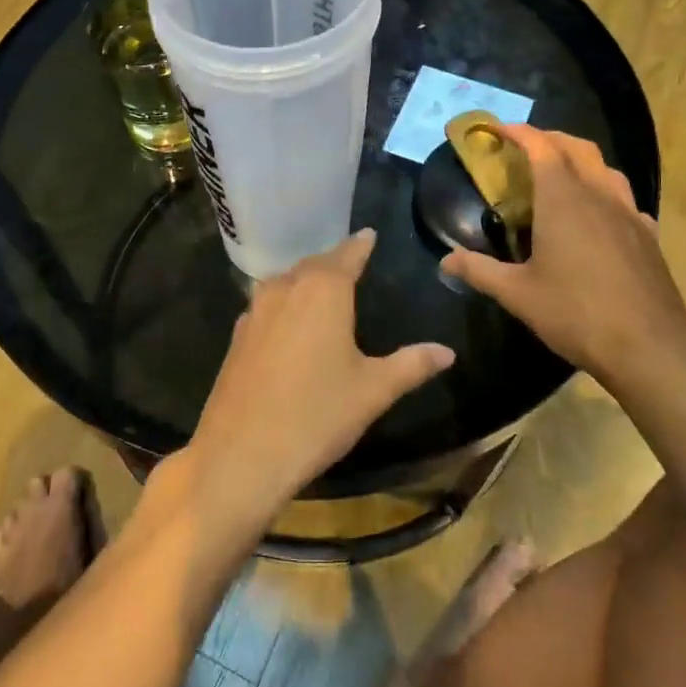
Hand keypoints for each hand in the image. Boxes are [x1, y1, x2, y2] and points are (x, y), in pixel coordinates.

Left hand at [186, 230, 453, 538]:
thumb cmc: (317, 414)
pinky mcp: (238, 335)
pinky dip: (284, 302)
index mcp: (323, 290)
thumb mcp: (373, 391)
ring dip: (305, 279)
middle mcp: (286, 288)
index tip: (369, 234)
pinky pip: (267, 304)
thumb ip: (411, 365)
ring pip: (285, 281)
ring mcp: (256, 310)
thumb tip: (447, 352)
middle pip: (313, 264)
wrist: (242, 453)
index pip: (347, 255)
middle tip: (351, 261)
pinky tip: (290, 321)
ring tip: (322, 287)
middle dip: (333, 261)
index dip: (360, 245)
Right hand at [440, 126, 685, 411]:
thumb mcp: (517, 294)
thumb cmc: (576, 313)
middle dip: (550, 138)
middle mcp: (599, 196)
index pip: (542, 148)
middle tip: (526, 146)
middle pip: (578, 148)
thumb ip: (479, 271)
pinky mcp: (647, 236)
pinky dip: (603, 190)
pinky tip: (596, 214)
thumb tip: (445, 261)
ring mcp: (629, 214)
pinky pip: (623, 198)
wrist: (649, 347)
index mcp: (564, 200)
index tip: (499, 130)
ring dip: (580, 160)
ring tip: (560, 173)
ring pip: (605, 169)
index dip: (520, 133)